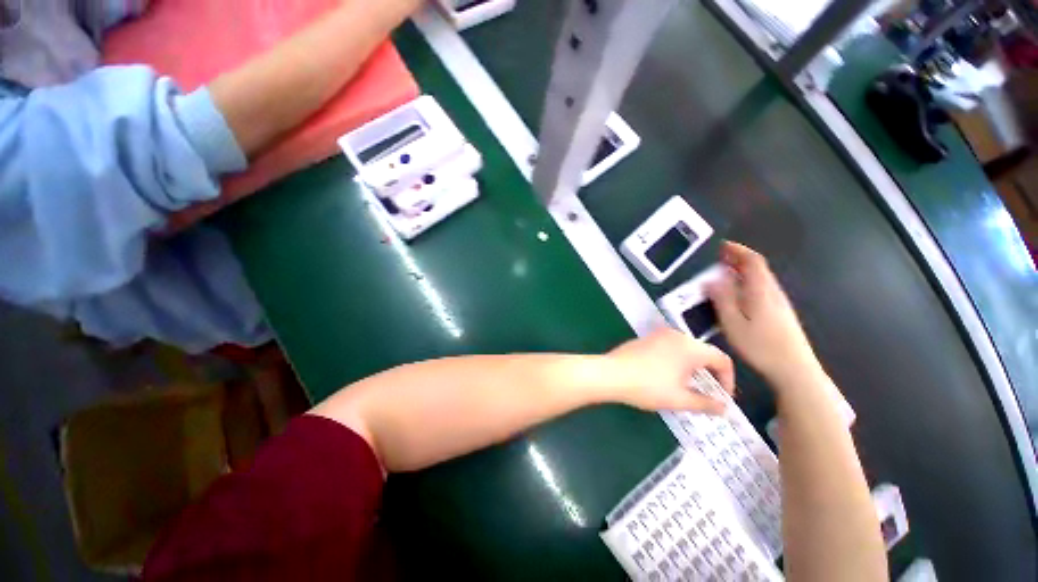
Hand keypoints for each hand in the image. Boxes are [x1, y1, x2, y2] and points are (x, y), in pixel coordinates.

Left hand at [605, 328, 733, 413]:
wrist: (611, 374)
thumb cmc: (648, 386)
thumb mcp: (679, 399)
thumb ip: (706, 403)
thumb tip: (723, 408)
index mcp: (691, 347)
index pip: (722, 360)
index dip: (728, 380)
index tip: (721, 398)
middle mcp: (677, 335)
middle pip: (703, 353)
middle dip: (709, 375)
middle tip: (706, 395)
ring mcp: (659, 334)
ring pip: (686, 350)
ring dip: (692, 368)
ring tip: (687, 388)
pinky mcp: (646, 338)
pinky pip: (669, 348)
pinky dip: (676, 361)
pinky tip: (666, 376)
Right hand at [707, 241, 822, 385]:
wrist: (794, 369)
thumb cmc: (761, 346)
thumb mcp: (733, 323)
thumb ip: (722, 299)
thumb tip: (711, 279)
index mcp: (761, 290)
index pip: (753, 260)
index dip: (737, 250)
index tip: (720, 246)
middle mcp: (772, 291)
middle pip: (757, 267)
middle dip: (737, 259)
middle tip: (715, 260)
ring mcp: (778, 302)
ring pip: (759, 278)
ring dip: (741, 271)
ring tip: (721, 275)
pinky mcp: (779, 312)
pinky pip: (761, 289)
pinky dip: (746, 283)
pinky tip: (735, 295)